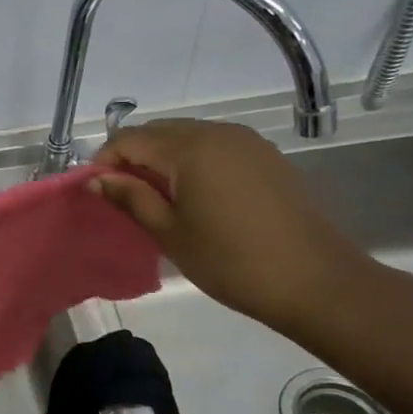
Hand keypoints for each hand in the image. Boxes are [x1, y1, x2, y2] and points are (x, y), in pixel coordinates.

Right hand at [88, 119, 371, 336]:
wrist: (316, 282)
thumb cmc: (231, 261)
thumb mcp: (169, 232)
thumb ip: (130, 197)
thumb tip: (96, 179)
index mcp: (191, 148)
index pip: (130, 139)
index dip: (104, 161)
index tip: (96, 191)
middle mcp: (218, 133)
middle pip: (158, 131)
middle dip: (132, 156)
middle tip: (121, 195)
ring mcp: (247, 142)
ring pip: (187, 136)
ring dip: (161, 158)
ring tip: (154, 197)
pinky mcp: (266, 157)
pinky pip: (214, 147)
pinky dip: (191, 162)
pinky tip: (191, 196)